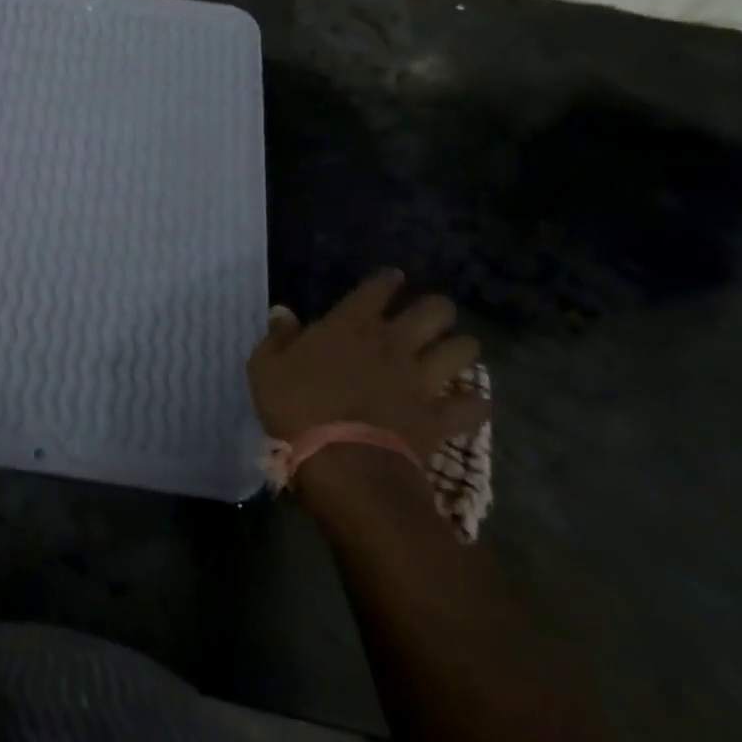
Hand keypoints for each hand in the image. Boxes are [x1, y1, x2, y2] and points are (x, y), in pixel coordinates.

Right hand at [248, 270, 488, 465]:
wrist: (343, 462)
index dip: (388, 280)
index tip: (393, 278)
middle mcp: (393, 342)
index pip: (378, 288)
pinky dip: (474, 402)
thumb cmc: (298, 407)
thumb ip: (278, 337)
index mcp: (351, 324)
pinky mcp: (440, 417)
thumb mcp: (267, 367)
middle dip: (437, 308)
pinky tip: (472, 402)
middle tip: (431, 315)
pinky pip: (472, 405)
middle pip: (433, 310)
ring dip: (461, 347)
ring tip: (456, 351)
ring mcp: (422, 379)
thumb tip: (282, 312)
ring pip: (461, 350)